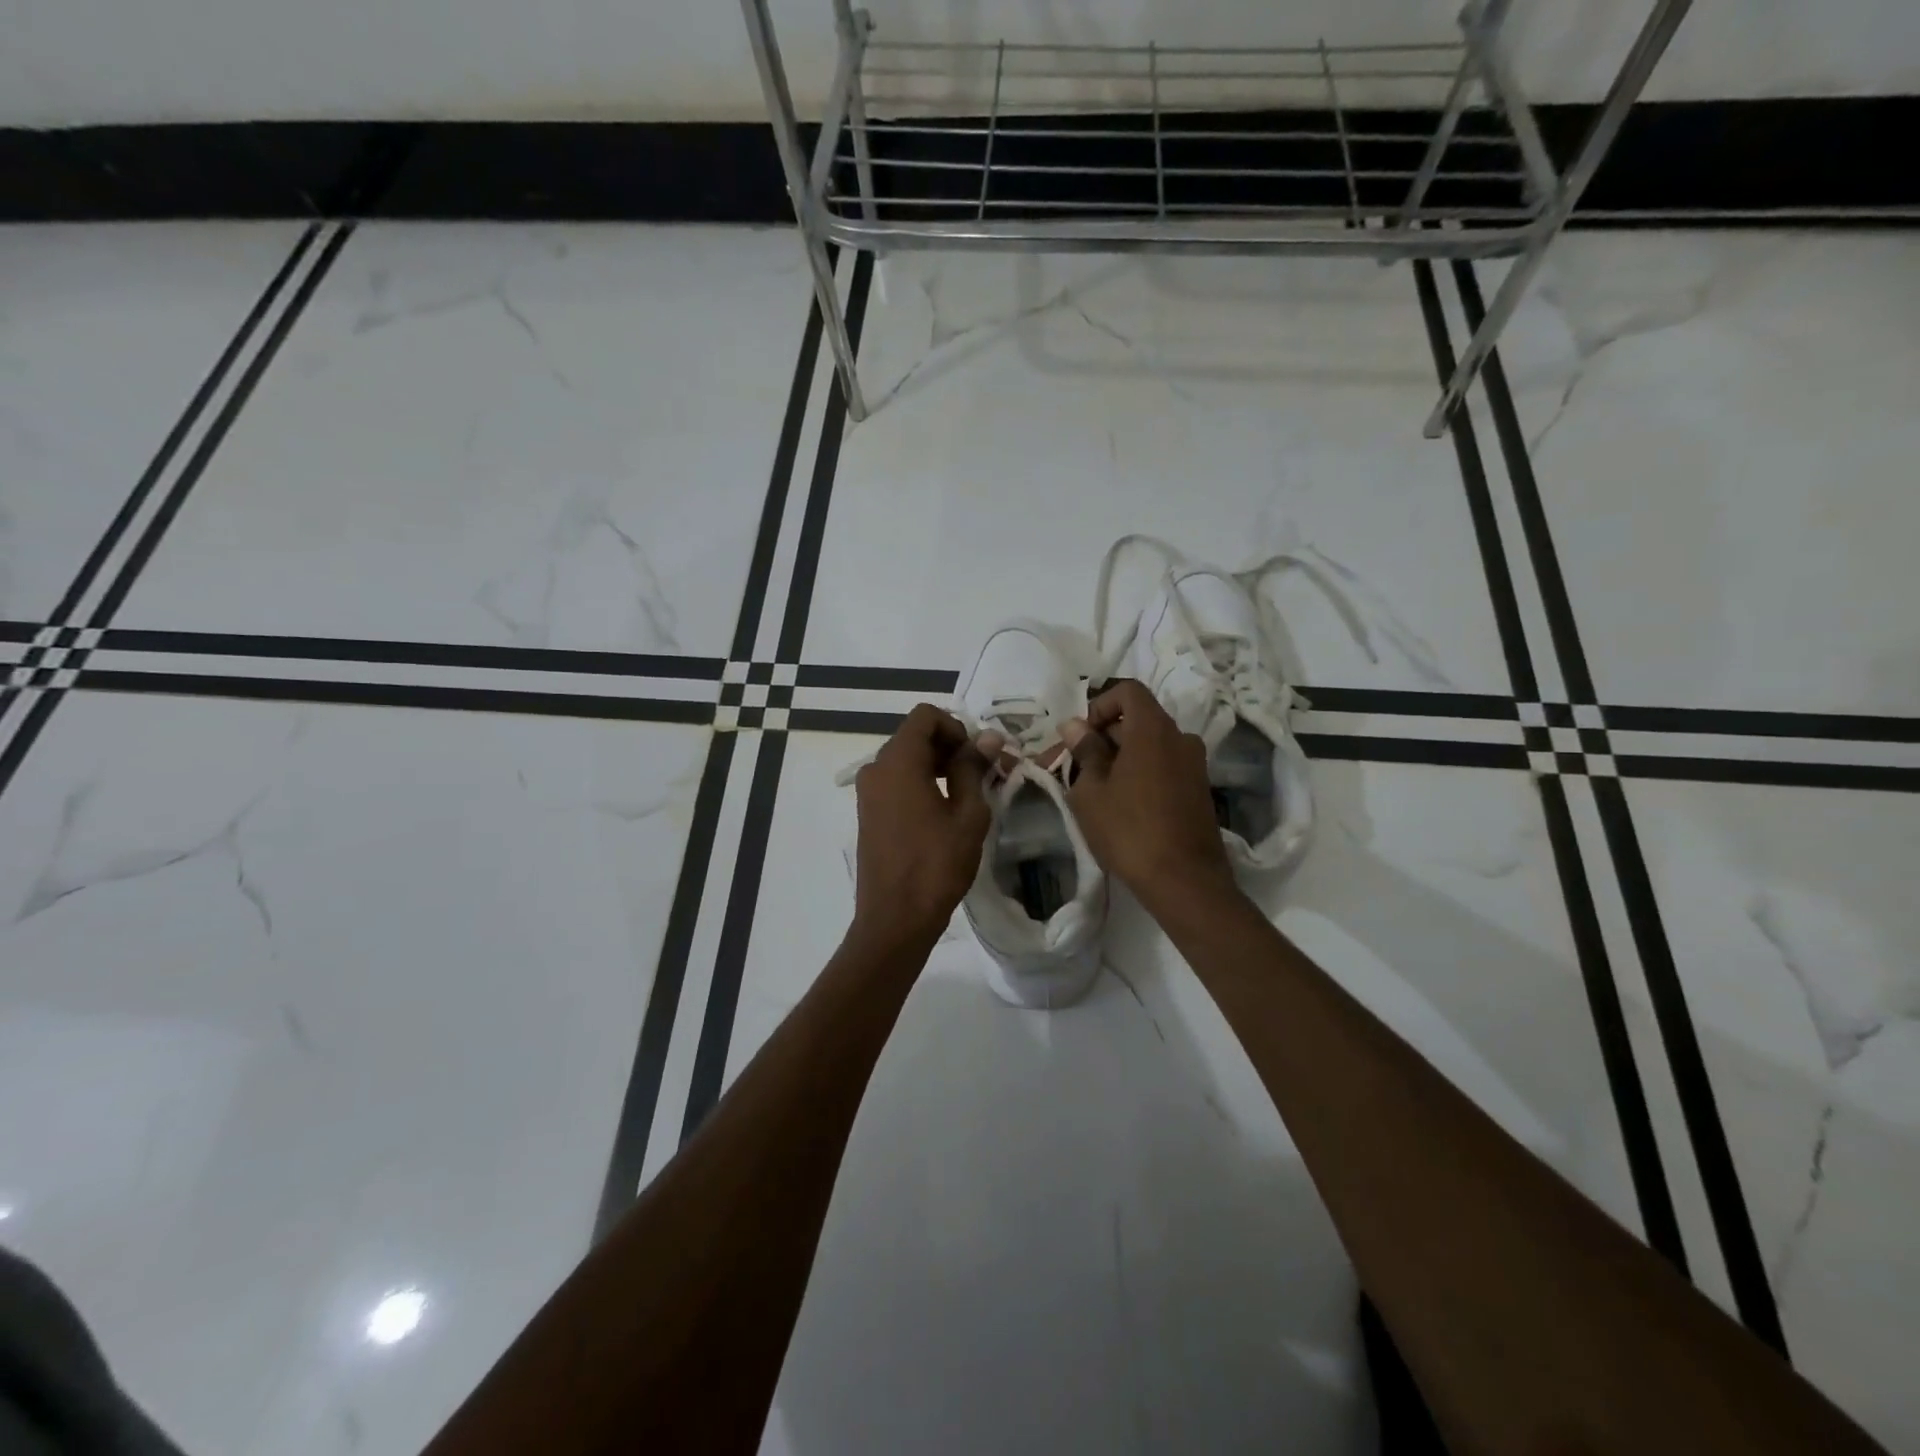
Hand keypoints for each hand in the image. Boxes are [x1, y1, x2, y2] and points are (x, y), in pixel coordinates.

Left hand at [850, 704, 992, 953]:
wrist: (895, 918)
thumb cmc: (936, 865)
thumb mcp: (967, 814)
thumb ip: (974, 768)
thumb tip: (989, 737)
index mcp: (897, 762)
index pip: (925, 716)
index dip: (956, 727)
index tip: (977, 758)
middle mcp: (876, 768)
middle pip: (914, 735)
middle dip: (950, 746)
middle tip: (981, 775)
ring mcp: (868, 792)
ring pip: (906, 759)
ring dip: (937, 765)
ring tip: (967, 795)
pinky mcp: (868, 812)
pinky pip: (896, 781)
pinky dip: (921, 782)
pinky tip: (943, 812)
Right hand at [1062, 680, 1236, 913]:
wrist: (1184, 880)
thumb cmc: (1129, 830)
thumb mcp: (1091, 792)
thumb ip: (1084, 752)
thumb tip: (1074, 726)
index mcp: (1153, 729)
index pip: (1128, 691)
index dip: (1100, 705)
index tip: (1082, 736)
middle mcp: (1180, 738)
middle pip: (1139, 719)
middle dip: (1105, 736)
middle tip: (1078, 767)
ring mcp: (1195, 764)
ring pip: (1151, 745)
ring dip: (1122, 757)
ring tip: (1097, 790)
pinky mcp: (1199, 790)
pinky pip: (1165, 766)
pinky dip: (1142, 773)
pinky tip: (1123, 805)